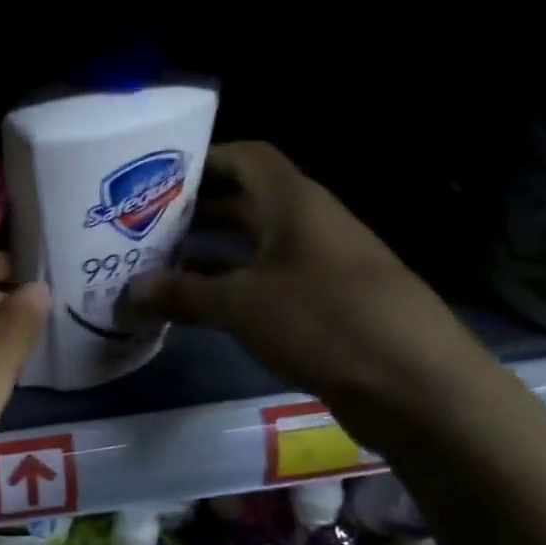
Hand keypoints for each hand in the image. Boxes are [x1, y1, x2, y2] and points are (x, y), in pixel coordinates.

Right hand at [125, 143, 494, 426]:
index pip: (245, 158)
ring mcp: (318, 266)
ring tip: (155, 269)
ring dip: (207, 256)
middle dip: (193, 214)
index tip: (155, 178)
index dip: (203, 160)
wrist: (416, 386)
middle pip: (243, 203)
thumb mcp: (240, 306)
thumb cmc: (324, 321)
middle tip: (140, 228)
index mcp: (294, 204)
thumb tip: (129, 292)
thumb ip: (182, 294)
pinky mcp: (324, 306)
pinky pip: (264, 284)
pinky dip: (229, 290)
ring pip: (251, 248)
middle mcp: (307, 225)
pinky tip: (193, 310)